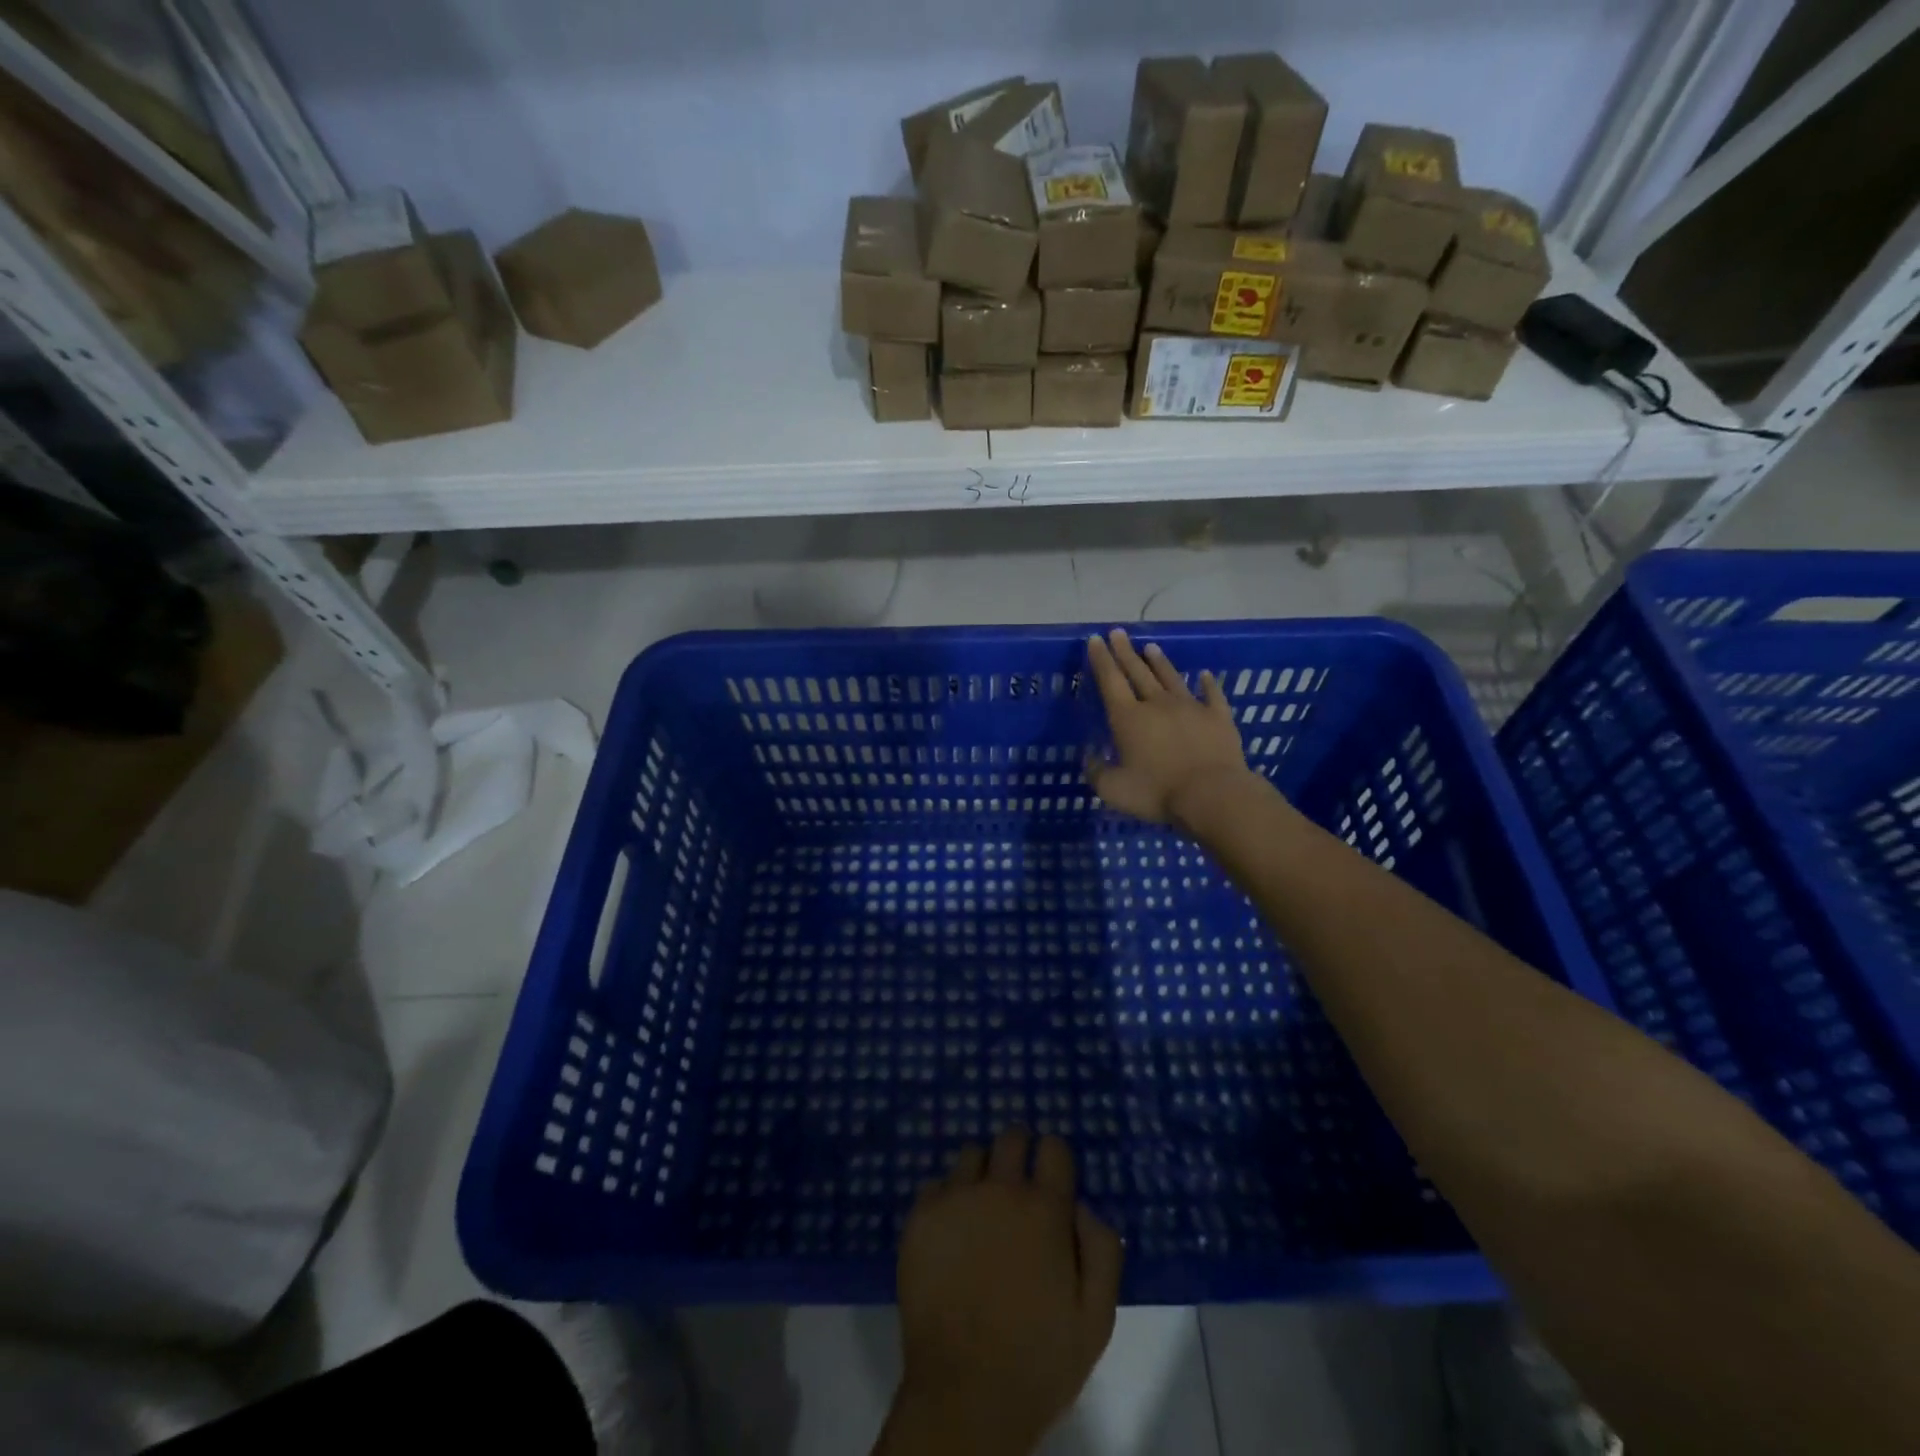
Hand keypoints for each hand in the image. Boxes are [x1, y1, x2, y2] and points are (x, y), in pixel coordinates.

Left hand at [884, 1129, 1122, 1455]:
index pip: (1054, 1147)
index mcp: (1045, 1208)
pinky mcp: (921, 1216)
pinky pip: (936, 1186)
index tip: (1052, 1176)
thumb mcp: (1097, 1317)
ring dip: (982, 1173)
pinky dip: (947, 1200)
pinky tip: (951, 1233)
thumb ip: (1102, 1249)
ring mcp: (956, 1198)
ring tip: (982, 1209)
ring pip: (971, 1155)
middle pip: (1011, 1137)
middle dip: (1019, 1150)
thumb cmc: (1039, 1360)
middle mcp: (1000, 1189)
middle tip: (1017, 1184)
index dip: (1055, 1158)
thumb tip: (1082, 1205)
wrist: (965, 1394)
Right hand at [1085, 629, 1253, 825]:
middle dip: (1125, 652)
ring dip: (1159, 662)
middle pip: (1138, 672)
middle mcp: (1157, 704)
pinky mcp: (1218, 717)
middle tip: (1118, 632)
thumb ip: (1097, 773)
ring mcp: (1190, 707)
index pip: (1110, 681)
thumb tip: (1089, 759)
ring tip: (1150, 647)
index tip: (1095, 639)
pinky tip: (1204, 675)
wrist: (1212, 795)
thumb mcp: (1114, 790)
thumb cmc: (1158, 792)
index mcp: (1128, 718)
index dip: (1101, 660)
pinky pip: (1212, 695)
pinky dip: (1207, 683)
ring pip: (1171, 678)